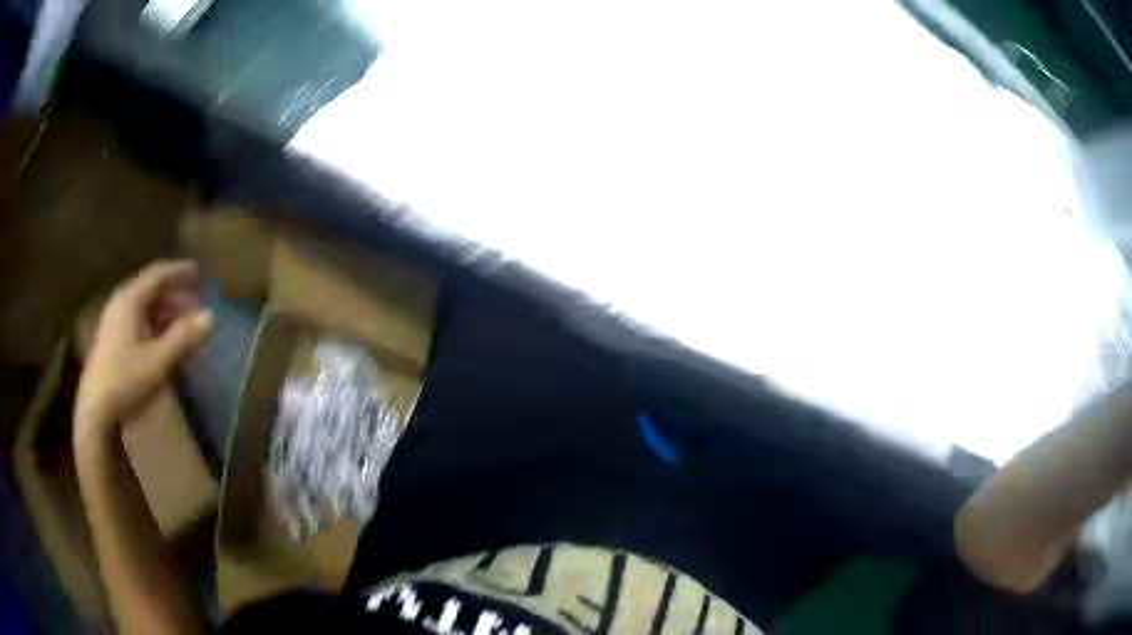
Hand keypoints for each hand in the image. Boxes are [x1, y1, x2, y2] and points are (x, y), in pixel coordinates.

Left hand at [74, 261, 213, 450]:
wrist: (96, 410)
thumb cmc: (126, 381)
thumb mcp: (158, 362)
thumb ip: (183, 338)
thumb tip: (211, 316)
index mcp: (130, 300)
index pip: (157, 274)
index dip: (178, 271)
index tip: (198, 271)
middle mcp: (120, 302)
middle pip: (150, 287)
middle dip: (173, 292)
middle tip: (194, 302)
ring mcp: (114, 320)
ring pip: (143, 304)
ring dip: (164, 308)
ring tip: (182, 321)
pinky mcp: (112, 338)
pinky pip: (137, 317)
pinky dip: (153, 320)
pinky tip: (162, 336)